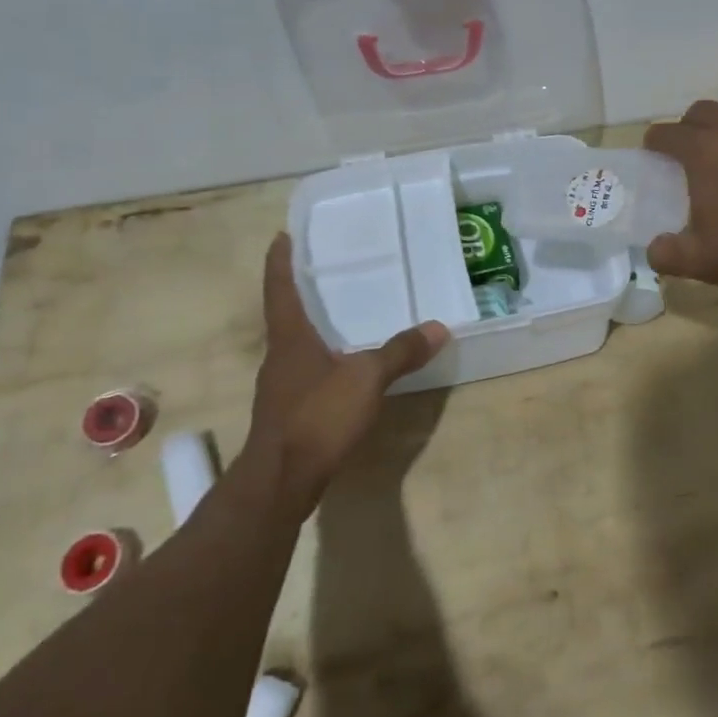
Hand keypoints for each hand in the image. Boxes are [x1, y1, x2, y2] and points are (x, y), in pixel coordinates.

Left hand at [247, 233, 448, 512]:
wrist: (281, 480)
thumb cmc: (317, 416)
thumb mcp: (366, 379)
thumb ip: (400, 352)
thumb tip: (439, 327)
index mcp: (290, 337)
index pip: (280, 287)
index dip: (281, 261)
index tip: (283, 236)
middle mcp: (279, 355)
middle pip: (285, 314)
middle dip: (301, 291)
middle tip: (326, 269)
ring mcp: (280, 386)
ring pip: (296, 345)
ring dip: (311, 326)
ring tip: (340, 314)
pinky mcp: (287, 411)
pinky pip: (305, 371)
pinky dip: (322, 358)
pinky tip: (343, 367)